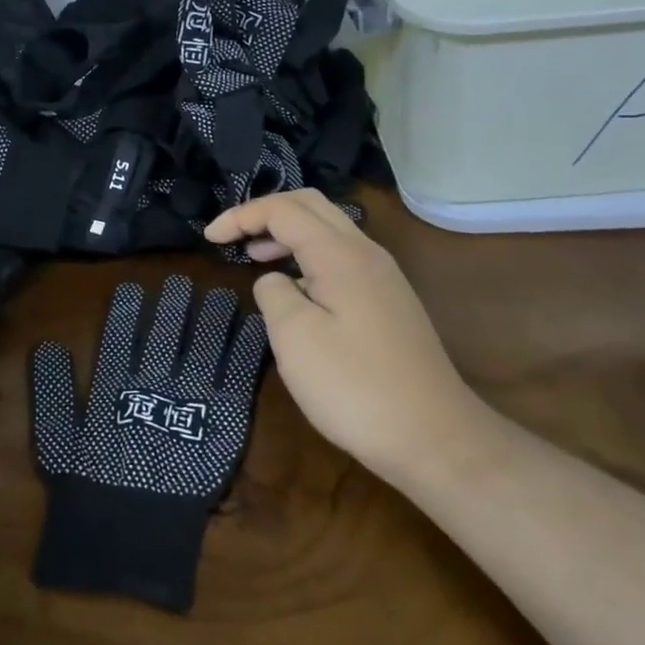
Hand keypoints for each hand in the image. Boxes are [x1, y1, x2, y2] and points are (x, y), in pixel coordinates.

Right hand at [205, 191, 488, 475]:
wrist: (435, 438)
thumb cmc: (354, 387)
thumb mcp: (295, 337)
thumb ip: (274, 293)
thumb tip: (276, 279)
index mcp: (340, 254)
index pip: (283, 210)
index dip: (242, 216)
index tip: (210, 238)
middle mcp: (366, 253)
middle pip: (311, 206)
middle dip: (266, 213)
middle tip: (234, 237)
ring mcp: (383, 277)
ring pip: (329, 230)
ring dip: (288, 234)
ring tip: (256, 258)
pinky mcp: (390, 302)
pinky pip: (342, 258)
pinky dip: (308, 257)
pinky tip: (296, 290)